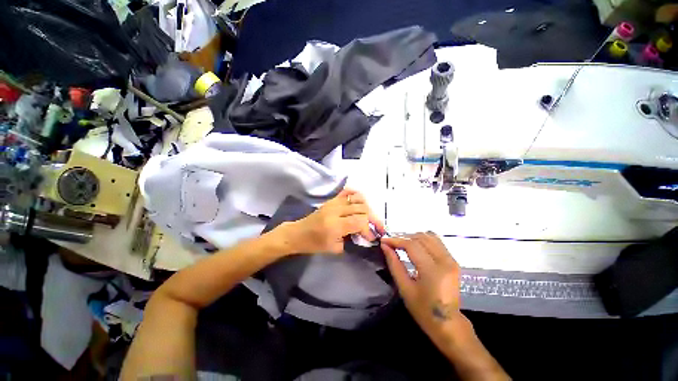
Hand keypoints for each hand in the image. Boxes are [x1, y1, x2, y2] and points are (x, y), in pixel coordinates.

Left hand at [278, 189, 384, 254]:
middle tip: (377, 227)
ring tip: (370, 217)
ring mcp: (334, 202)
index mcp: (336, 225)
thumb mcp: (334, 248)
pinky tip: (361, 201)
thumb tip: (363, 234)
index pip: (360, 222)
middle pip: (362, 209)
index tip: (372, 237)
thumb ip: (351, 239)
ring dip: (367, 207)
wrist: (299, 233)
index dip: (369, 230)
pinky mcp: (332, 199)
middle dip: (372, 219)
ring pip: (358, 199)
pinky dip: (356, 194)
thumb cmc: (314, 244)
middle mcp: (336, 210)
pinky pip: (347, 192)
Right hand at [382, 233, 510, 379]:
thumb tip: (384, 246)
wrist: (448, 324)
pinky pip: (436, 242)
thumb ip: (394, 264)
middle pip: (421, 238)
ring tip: (402, 245)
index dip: (396, 240)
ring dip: (413, 237)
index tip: (384, 240)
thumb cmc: (423, 310)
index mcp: (433, 271)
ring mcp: (451, 260)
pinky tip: (415, 248)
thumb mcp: (404, 288)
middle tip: (392, 244)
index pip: (412, 245)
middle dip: (404, 238)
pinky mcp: (453, 260)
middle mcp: (445, 261)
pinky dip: (423, 241)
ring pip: (429, 236)